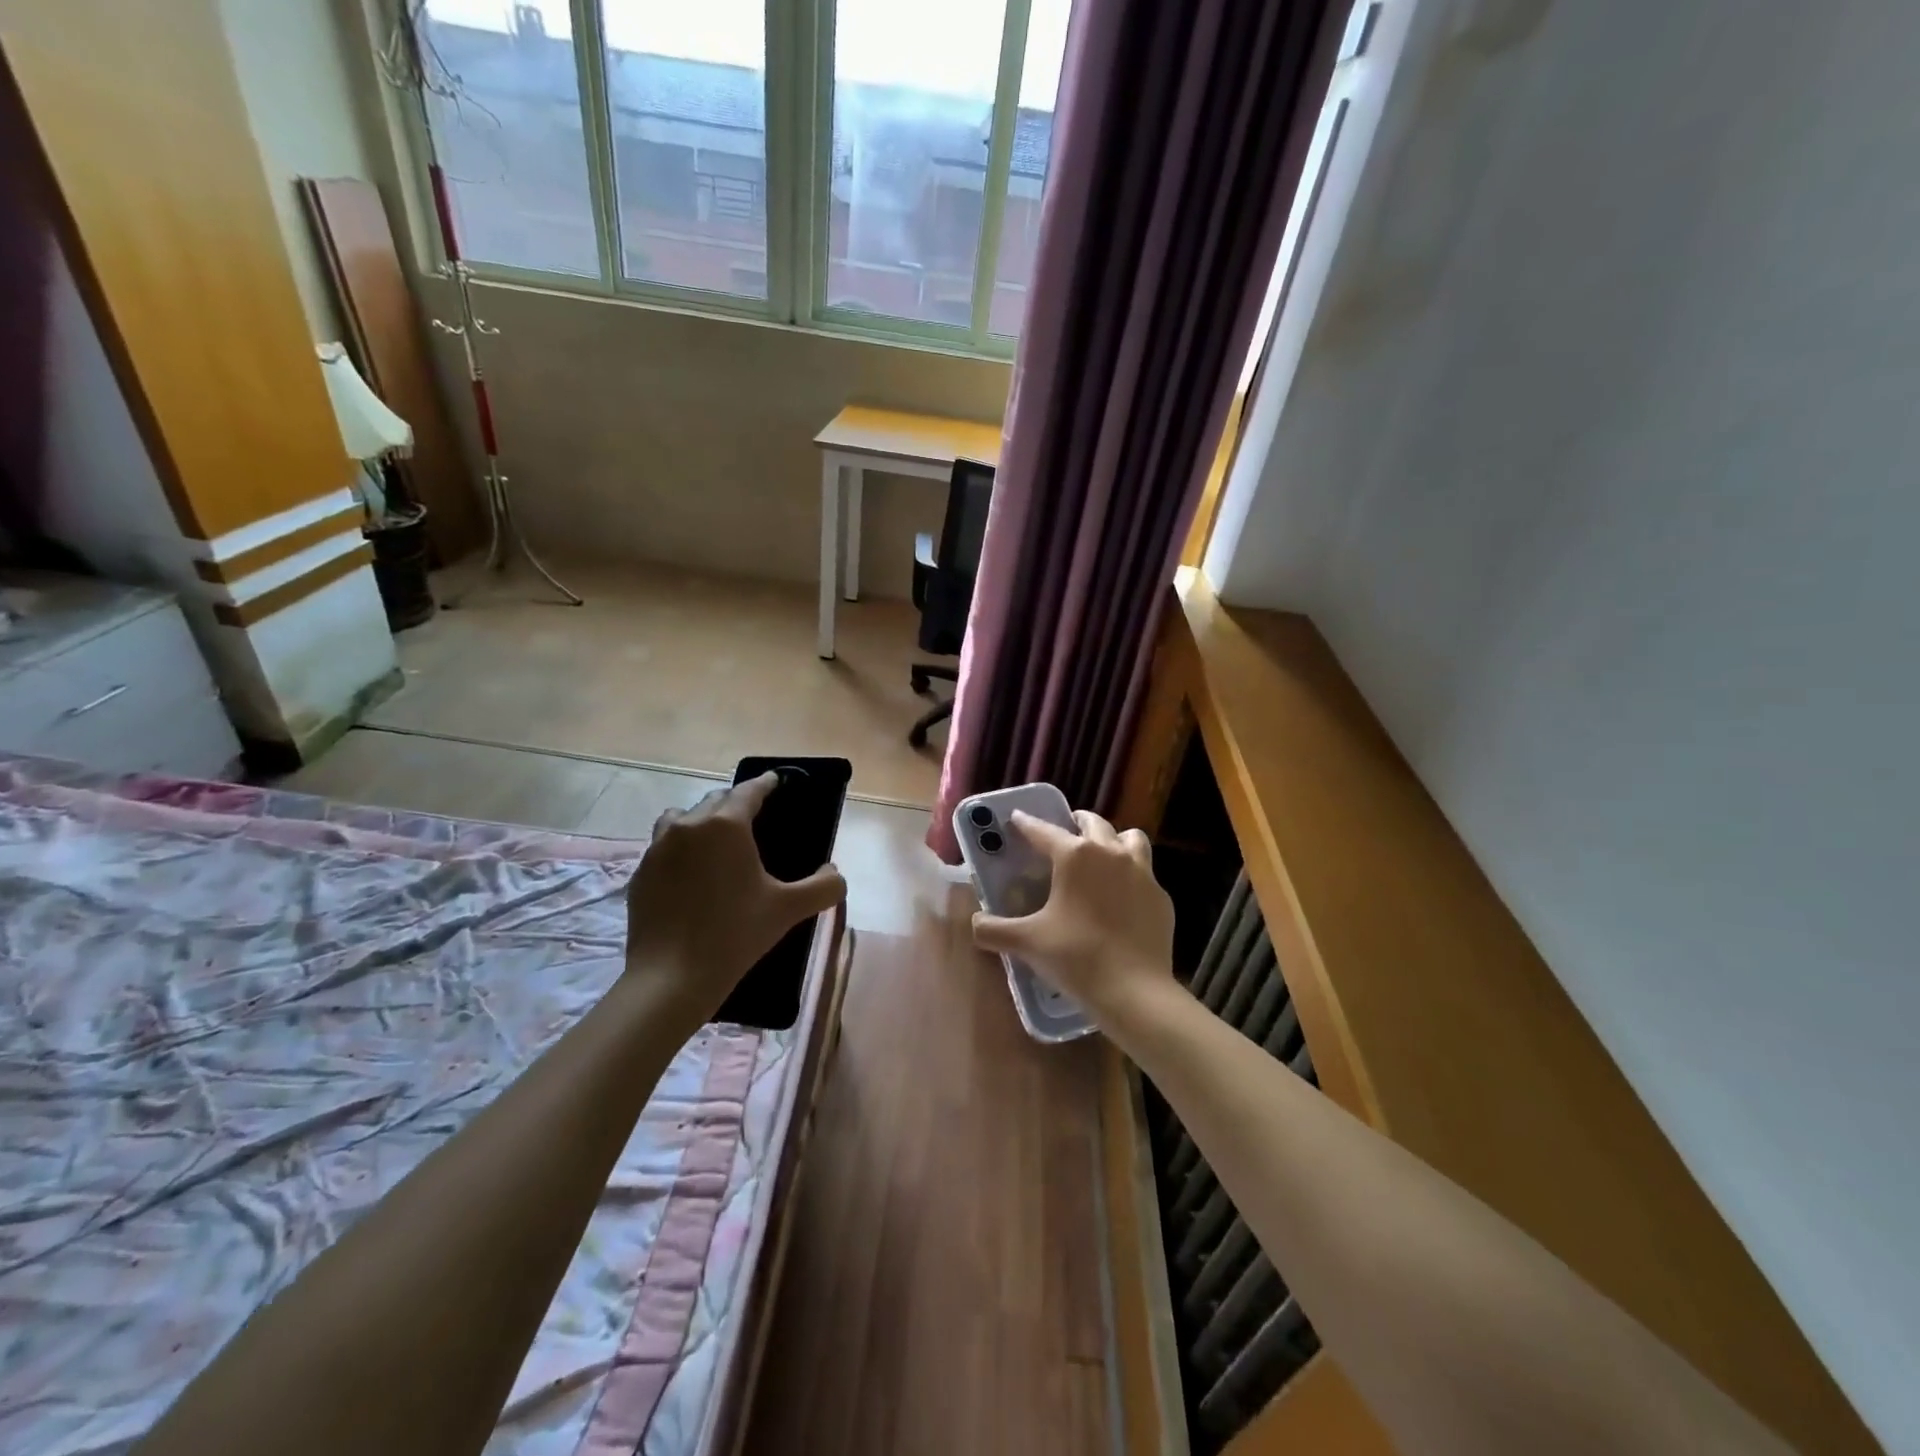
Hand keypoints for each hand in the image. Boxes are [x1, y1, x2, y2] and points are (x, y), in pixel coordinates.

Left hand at [623, 773, 845, 1019]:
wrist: (671, 978)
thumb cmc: (735, 934)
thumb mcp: (789, 909)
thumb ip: (823, 886)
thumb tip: (835, 874)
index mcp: (726, 825)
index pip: (750, 790)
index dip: (767, 783)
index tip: (777, 781)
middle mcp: (689, 826)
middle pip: (715, 800)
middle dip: (735, 804)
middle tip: (753, 820)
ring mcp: (658, 848)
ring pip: (682, 818)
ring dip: (701, 821)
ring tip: (715, 843)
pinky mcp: (639, 873)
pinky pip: (663, 847)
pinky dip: (680, 850)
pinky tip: (691, 877)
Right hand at [972, 809, 1176, 1028]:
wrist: (1134, 991)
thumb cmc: (1076, 958)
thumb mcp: (1027, 943)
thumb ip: (993, 930)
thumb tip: (974, 923)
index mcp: (1075, 855)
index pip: (1044, 830)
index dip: (1026, 823)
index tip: (1017, 818)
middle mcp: (1110, 853)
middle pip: (1093, 823)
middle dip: (1075, 822)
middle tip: (1064, 833)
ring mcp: (1142, 872)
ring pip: (1129, 838)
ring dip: (1113, 840)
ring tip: (1101, 854)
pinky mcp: (1160, 896)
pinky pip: (1145, 872)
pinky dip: (1131, 874)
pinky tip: (1122, 895)